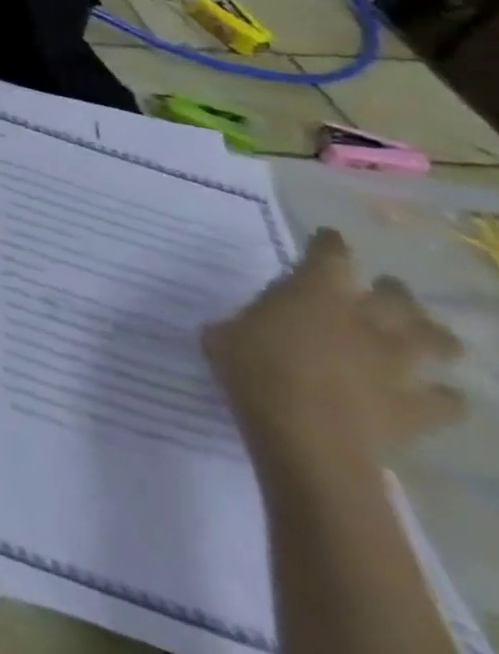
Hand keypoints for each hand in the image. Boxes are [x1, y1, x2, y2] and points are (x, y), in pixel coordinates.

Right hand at [203, 228, 465, 467]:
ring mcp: (396, 365)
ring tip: (427, 339)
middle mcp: (363, 320)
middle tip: (388, 290)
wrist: (305, 433)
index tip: (328, 238)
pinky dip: (444, 397)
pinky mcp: (417, 408)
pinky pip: (448, 401)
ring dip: (434, 338)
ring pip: (437, 342)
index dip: (329, 244)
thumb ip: (245, 323)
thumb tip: (251, 329)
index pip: (330, 254)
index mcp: (312, 293)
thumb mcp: (224, 335)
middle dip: (395, 291)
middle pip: (397, 297)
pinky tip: (436, 397)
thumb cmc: (251, 368)